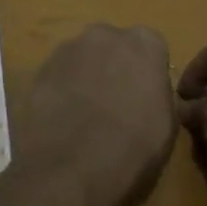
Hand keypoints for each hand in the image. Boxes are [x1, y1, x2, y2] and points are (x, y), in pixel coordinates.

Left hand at [15, 24, 177, 205]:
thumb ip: (158, 94)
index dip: (146, 75)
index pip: (151, 49)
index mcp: (144, 43)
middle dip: (114, 68)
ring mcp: (67, 50)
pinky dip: (61, 91)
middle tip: (115, 105)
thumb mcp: (167, 125)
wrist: (71, 170)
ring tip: (84, 117)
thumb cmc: (133, 148)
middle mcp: (104, 35)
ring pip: (82, 59)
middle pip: (113, 47)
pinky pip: (58, 76)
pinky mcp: (39, 70)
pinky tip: (62, 121)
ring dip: (85, 78)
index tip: (144, 99)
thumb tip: (146, 93)